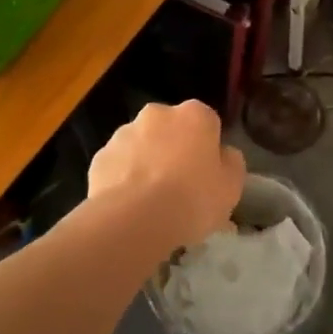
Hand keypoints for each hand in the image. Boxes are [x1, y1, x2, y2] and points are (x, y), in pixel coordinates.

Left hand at [88, 100, 245, 254]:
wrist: (135, 219)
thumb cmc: (193, 199)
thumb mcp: (231, 186)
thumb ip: (231, 163)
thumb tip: (223, 155)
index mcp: (194, 115)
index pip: (207, 123)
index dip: (208, 149)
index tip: (207, 174)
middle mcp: (158, 114)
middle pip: (171, 130)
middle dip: (174, 150)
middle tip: (180, 187)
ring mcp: (124, 133)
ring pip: (141, 146)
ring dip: (147, 163)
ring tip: (151, 202)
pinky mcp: (100, 157)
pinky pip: (118, 166)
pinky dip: (123, 179)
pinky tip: (130, 206)